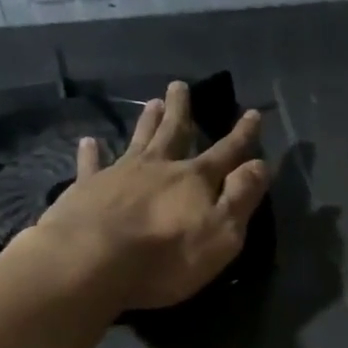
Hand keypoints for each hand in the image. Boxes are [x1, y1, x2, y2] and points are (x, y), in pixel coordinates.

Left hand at [28, 80, 266, 310]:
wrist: (91, 262)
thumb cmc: (167, 255)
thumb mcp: (222, 232)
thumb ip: (242, 196)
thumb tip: (260, 164)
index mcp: (195, 179)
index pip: (226, 152)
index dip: (242, 135)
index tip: (252, 113)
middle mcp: (159, 167)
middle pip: (174, 133)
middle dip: (181, 111)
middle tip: (180, 85)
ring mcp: (120, 174)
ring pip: (138, 140)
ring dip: (147, 122)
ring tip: (152, 102)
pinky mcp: (86, 189)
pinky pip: (90, 165)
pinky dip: (91, 152)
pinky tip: (89, 142)